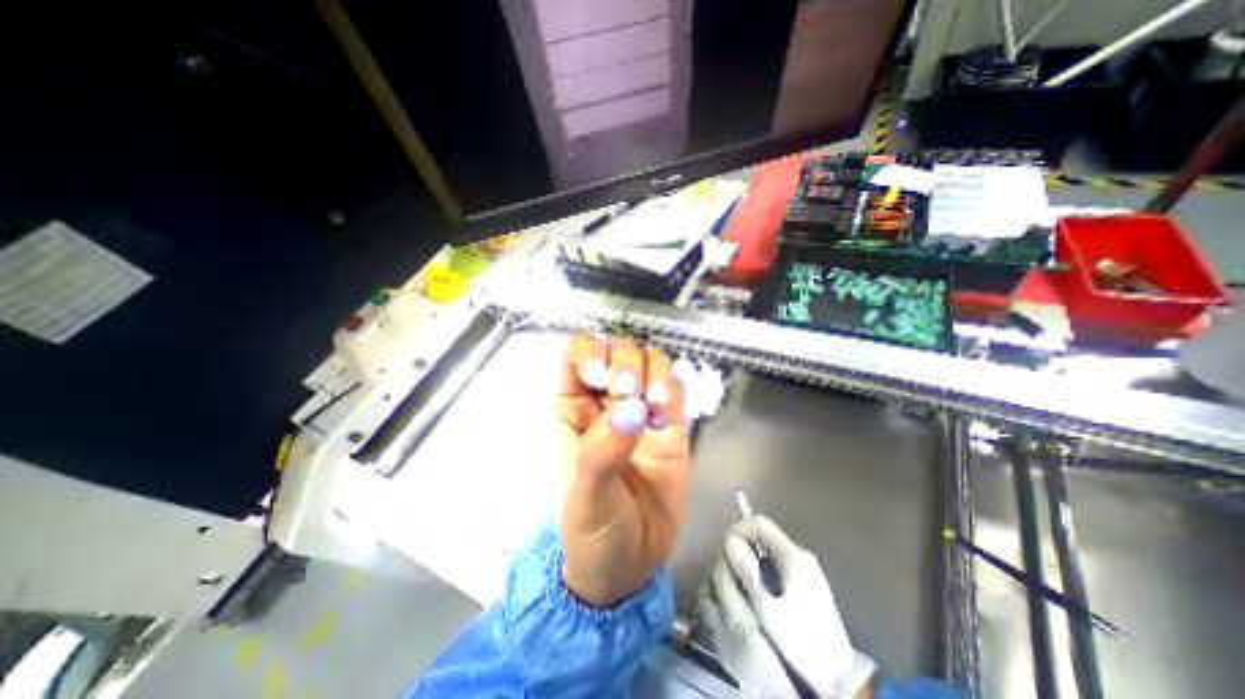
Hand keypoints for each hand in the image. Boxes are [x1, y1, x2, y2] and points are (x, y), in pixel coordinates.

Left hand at [555, 330, 690, 605]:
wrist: (630, 565)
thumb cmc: (590, 530)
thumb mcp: (583, 495)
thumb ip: (602, 450)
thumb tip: (632, 409)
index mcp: (573, 408)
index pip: (577, 354)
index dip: (590, 351)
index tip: (601, 373)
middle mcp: (607, 401)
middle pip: (617, 350)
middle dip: (625, 360)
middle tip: (628, 390)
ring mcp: (641, 411)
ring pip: (649, 362)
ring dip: (653, 371)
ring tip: (654, 404)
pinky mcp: (671, 426)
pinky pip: (674, 390)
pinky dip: (673, 390)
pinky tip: (667, 412)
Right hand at [699, 513, 872, 698]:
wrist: (839, 680)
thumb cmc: (801, 643)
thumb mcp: (768, 609)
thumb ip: (747, 572)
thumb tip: (728, 540)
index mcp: (793, 556)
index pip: (759, 524)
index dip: (737, 531)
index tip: (724, 550)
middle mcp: (799, 555)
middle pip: (762, 535)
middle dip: (741, 548)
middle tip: (729, 570)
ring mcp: (803, 569)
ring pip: (766, 550)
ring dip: (749, 561)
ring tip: (738, 583)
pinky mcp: (803, 583)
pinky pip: (774, 564)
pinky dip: (759, 571)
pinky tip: (754, 592)